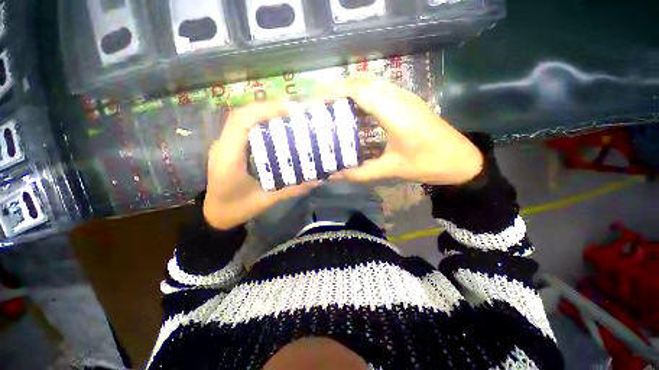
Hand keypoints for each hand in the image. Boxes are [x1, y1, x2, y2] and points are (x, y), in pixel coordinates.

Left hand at [203, 102, 319, 229]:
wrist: (215, 214)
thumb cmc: (237, 209)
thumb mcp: (266, 201)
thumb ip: (291, 190)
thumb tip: (317, 180)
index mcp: (229, 158)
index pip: (241, 122)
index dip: (265, 110)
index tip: (290, 109)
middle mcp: (224, 145)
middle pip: (243, 114)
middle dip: (268, 107)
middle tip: (295, 110)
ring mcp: (225, 144)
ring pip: (243, 119)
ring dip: (265, 112)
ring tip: (289, 114)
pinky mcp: (231, 147)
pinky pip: (245, 128)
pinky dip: (261, 121)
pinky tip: (277, 127)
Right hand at [325, 74, 482, 184]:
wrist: (461, 159)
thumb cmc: (428, 164)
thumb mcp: (391, 170)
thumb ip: (361, 173)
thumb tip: (336, 175)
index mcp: (395, 113)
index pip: (360, 90)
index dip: (336, 91)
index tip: (317, 100)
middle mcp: (400, 98)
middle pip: (364, 81)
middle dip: (340, 88)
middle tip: (322, 104)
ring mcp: (406, 97)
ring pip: (373, 83)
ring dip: (351, 89)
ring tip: (334, 105)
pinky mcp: (409, 102)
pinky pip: (381, 90)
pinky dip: (364, 94)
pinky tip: (356, 109)